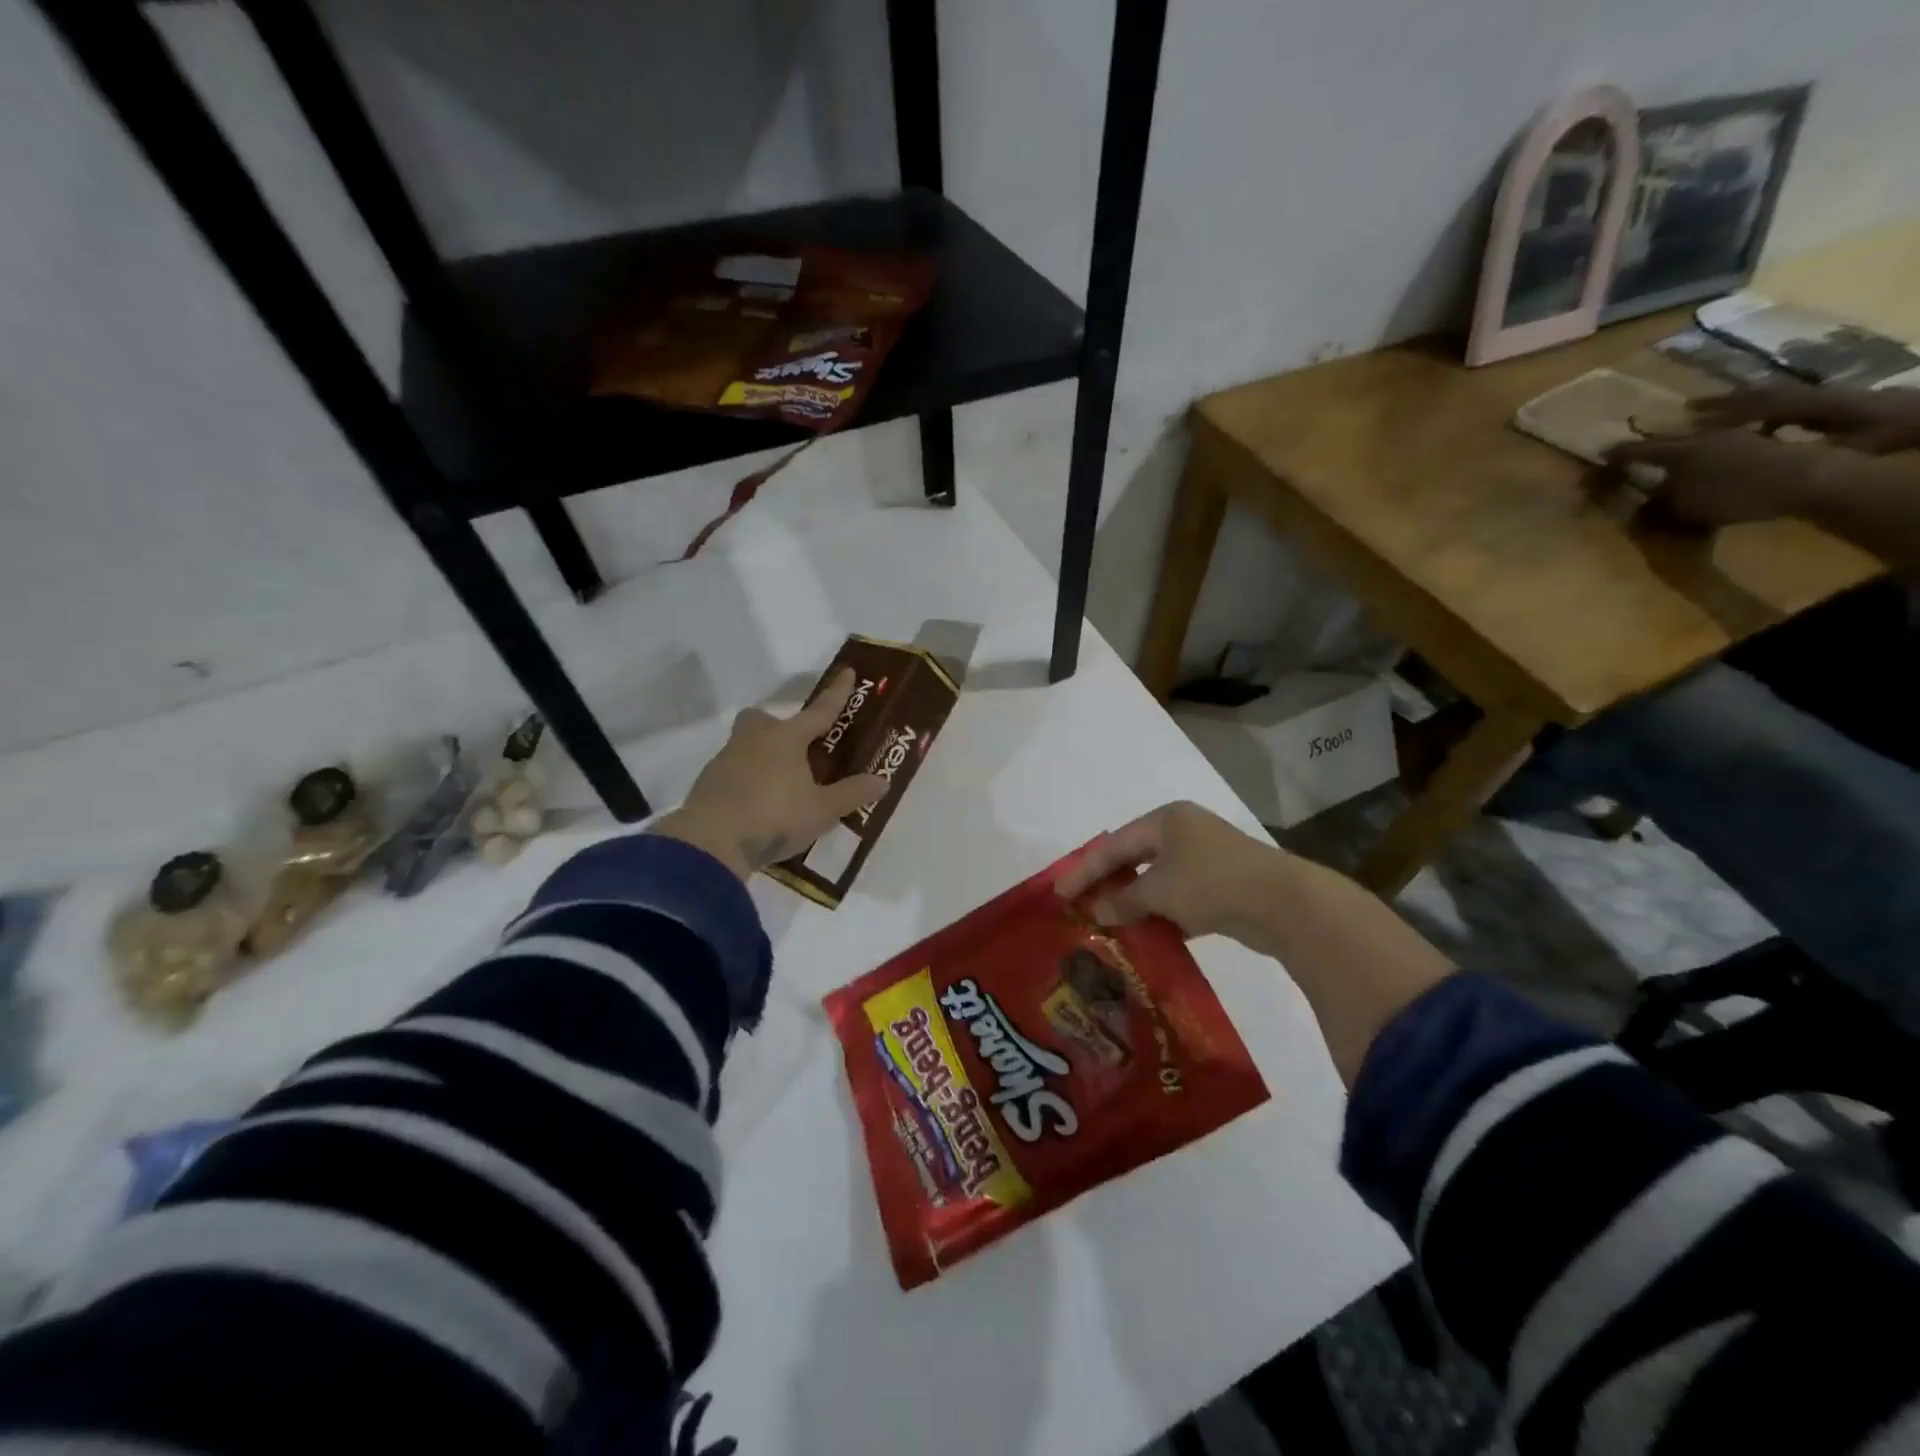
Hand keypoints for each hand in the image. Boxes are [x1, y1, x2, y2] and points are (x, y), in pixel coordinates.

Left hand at [652, 668, 888, 880]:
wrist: (711, 843)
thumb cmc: (775, 816)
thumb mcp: (823, 810)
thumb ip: (852, 794)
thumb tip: (882, 782)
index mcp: (786, 739)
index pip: (819, 711)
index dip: (837, 693)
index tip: (847, 671)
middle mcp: (754, 740)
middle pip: (764, 719)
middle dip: (779, 725)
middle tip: (796, 748)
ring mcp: (726, 760)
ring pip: (747, 745)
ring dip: (763, 756)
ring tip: (782, 785)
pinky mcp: (708, 783)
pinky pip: (734, 771)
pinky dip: (747, 780)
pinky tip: (758, 803)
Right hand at [1053, 801, 1286, 943]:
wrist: (1284, 903)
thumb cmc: (1211, 883)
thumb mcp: (1159, 891)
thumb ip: (1124, 899)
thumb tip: (1097, 910)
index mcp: (1166, 820)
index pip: (1113, 844)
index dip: (1084, 870)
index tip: (1059, 892)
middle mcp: (1184, 832)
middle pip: (1134, 857)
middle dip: (1108, 883)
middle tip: (1081, 906)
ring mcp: (1206, 857)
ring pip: (1158, 879)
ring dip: (1134, 901)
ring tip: (1109, 923)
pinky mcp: (1223, 884)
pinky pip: (1180, 896)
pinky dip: (1162, 913)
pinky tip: (1148, 934)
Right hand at [1606, 430, 1827, 531]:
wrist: (1807, 479)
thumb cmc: (1735, 495)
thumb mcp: (1684, 510)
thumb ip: (1656, 508)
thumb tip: (1636, 509)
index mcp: (1678, 452)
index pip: (1638, 452)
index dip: (1619, 455)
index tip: (1602, 454)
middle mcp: (1704, 437)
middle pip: (1671, 441)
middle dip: (1653, 446)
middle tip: (1639, 452)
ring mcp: (1738, 435)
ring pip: (1702, 437)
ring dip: (1687, 444)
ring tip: (1679, 452)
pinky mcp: (1765, 441)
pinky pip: (1730, 440)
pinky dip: (1717, 447)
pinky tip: (1718, 455)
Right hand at [1689, 383, 1919, 453]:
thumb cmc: (1887, 435)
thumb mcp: (1846, 447)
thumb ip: (1799, 449)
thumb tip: (1753, 455)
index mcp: (1812, 404)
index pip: (1758, 406)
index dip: (1723, 414)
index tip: (1691, 421)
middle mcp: (1813, 394)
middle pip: (1761, 395)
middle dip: (1723, 402)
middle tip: (1689, 408)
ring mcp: (1823, 395)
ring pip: (1773, 394)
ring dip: (1740, 402)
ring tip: (1713, 410)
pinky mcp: (1831, 401)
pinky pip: (1787, 402)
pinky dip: (1763, 409)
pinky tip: (1755, 425)